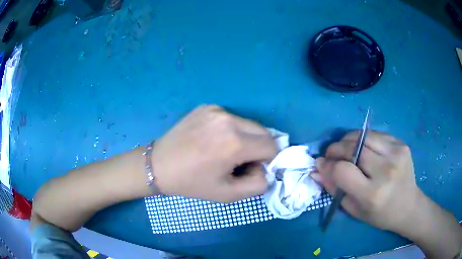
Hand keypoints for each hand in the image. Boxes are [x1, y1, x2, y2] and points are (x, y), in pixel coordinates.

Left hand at [151, 105, 277, 202]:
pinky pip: (232, 118)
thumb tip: (266, 169)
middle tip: (241, 161)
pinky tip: (213, 140)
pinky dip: (231, 130)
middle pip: (264, 132)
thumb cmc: (192, 183)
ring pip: (249, 124)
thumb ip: (258, 184)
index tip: (252, 169)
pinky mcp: (207, 107)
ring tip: (225, 151)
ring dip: (247, 138)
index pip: (272, 146)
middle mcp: (228, 120)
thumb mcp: (228, 195)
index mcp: (235, 143)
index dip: (267, 160)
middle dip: (260, 148)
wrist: (159, 165)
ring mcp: (216, 110)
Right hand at [312, 131, 419, 233]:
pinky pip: (376, 134)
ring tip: (344, 148)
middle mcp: (385, 171)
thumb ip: (335, 190)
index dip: (328, 164)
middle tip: (330, 154)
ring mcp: (396, 154)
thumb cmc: (380, 214)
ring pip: (363, 135)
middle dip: (336, 148)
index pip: (342, 170)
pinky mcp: (401, 144)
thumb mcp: (354, 210)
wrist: (408, 205)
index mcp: (372, 194)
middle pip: (353, 148)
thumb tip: (317, 170)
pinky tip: (363, 147)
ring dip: (348, 139)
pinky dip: (364, 138)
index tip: (321, 163)